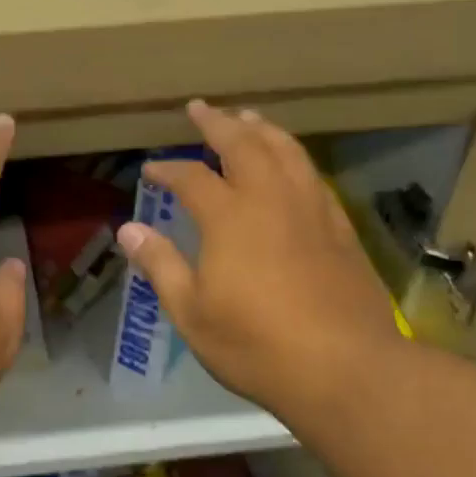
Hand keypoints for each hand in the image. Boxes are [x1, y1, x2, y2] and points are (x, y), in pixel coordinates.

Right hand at [116, 101, 404, 421]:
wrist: (346, 368)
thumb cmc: (256, 345)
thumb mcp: (192, 312)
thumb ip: (161, 265)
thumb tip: (128, 230)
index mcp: (230, 218)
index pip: (192, 177)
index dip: (169, 169)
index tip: (152, 168)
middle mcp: (272, 200)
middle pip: (244, 145)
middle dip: (218, 123)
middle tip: (200, 108)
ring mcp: (312, 210)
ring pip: (287, 151)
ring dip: (262, 129)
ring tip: (247, 118)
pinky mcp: (341, 228)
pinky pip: (313, 175)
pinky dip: (294, 157)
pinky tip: (291, 164)